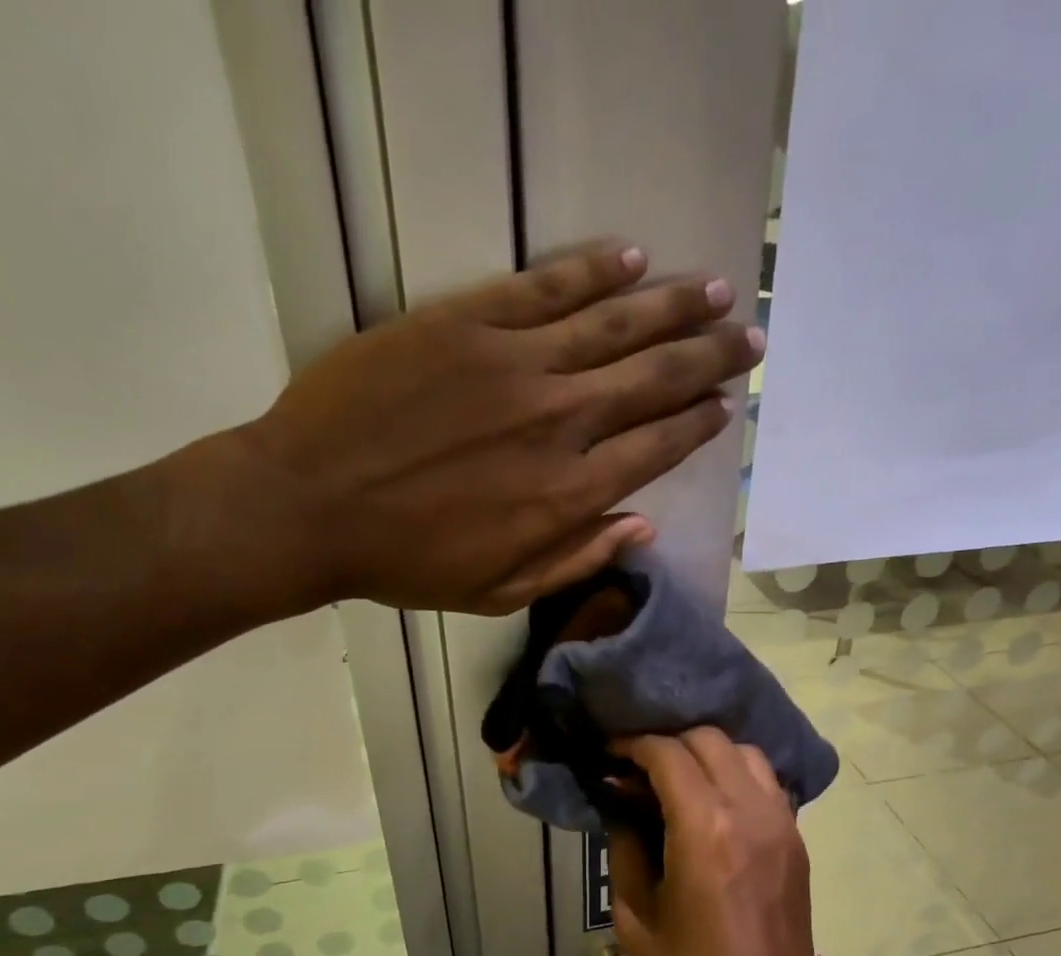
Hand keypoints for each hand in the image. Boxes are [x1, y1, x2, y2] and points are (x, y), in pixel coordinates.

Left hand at [193, 243, 761, 618]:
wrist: (310, 506)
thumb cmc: (406, 563)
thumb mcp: (499, 591)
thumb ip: (576, 559)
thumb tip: (642, 525)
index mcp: (567, 494)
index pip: (656, 448)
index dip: (696, 424)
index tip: (726, 406)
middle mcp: (558, 422)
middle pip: (653, 379)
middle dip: (710, 358)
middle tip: (750, 338)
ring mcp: (515, 364)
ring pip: (615, 324)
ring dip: (674, 307)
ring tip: (717, 291)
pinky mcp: (468, 322)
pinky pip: (547, 287)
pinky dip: (595, 271)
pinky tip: (634, 259)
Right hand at [608, 729, 832, 955]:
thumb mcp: (635, 915)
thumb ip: (626, 846)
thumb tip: (621, 804)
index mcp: (703, 828)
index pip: (668, 753)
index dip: (633, 745)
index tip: (610, 754)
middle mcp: (749, 811)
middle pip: (709, 740)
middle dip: (668, 743)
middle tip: (639, 769)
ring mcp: (782, 823)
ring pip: (744, 753)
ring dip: (707, 755)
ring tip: (677, 781)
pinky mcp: (797, 840)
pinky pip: (766, 783)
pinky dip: (735, 776)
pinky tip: (712, 804)